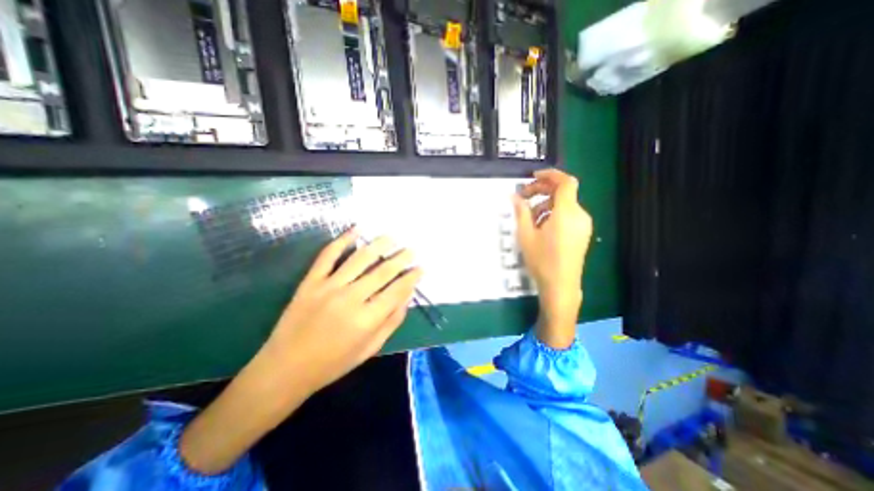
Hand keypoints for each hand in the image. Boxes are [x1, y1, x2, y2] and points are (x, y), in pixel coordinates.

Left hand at [260, 228, 420, 394]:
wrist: (286, 368)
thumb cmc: (333, 362)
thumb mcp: (370, 349)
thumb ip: (391, 322)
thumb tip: (407, 297)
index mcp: (366, 320)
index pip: (397, 291)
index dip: (412, 278)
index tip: (421, 268)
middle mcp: (350, 298)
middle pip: (382, 272)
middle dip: (401, 259)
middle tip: (412, 250)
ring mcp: (328, 287)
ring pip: (359, 259)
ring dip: (378, 245)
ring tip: (392, 237)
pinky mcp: (311, 281)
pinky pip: (328, 255)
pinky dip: (343, 240)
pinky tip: (356, 229)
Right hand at [513, 170, 593, 349]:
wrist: (561, 287)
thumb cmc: (541, 260)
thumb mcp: (526, 235)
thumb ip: (521, 212)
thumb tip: (514, 196)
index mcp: (566, 213)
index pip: (565, 182)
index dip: (550, 175)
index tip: (533, 177)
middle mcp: (579, 215)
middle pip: (563, 193)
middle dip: (542, 191)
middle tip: (523, 198)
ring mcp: (583, 225)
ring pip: (564, 205)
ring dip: (545, 205)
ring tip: (529, 219)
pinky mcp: (582, 234)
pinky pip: (568, 216)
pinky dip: (553, 214)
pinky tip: (540, 227)